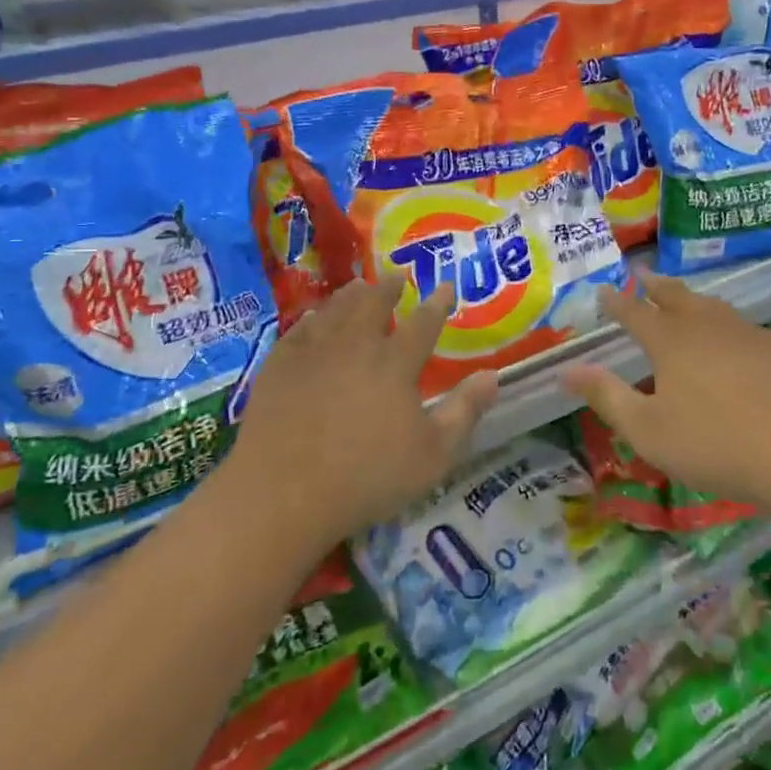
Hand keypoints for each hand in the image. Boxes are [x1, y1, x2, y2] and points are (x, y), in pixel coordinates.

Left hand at [221, 277, 497, 551]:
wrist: (283, 493)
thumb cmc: (367, 477)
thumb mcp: (434, 454)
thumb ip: (465, 411)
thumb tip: (492, 375)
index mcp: (395, 364)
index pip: (424, 324)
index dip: (438, 303)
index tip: (446, 286)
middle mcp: (355, 346)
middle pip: (374, 305)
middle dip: (389, 288)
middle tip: (396, 276)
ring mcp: (313, 353)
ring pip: (336, 310)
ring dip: (351, 295)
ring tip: (359, 285)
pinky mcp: (278, 367)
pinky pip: (299, 329)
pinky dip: (312, 318)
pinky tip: (314, 316)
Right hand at [562, 273, 770, 509]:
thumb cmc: (715, 445)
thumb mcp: (648, 430)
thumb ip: (606, 396)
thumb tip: (566, 369)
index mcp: (671, 341)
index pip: (635, 313)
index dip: (617, 303)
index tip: (604, 291)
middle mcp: (709, 326)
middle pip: (677, 296)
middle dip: (655, 285)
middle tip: (643, 274)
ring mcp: (751, 335)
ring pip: (715, 308)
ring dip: (694, 301)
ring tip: (686, 301)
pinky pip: (747, 331)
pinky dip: (730, 329)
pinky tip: (738, 346)